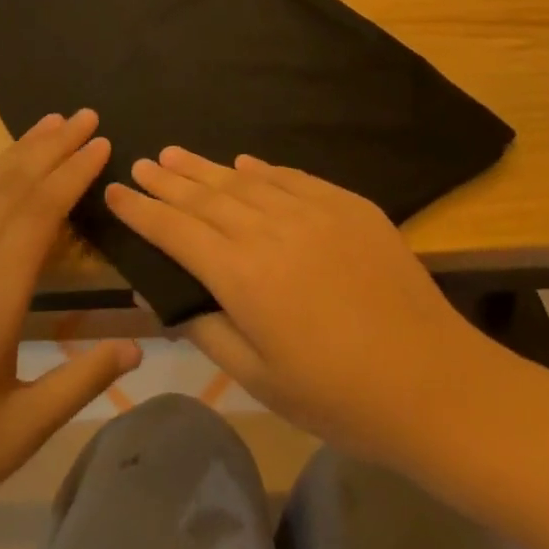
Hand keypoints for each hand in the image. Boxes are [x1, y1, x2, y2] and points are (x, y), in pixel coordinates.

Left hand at [0, 111, 141, 548]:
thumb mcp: (24, 430)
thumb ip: (83, 380)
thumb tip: (137, 345)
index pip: (42, 212)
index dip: (74, 172)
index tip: (103, 142)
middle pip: (12, 187)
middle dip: (52, 147)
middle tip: (86, 116)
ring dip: (13, 153)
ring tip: (45, 125)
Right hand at [106, 149, 489, 469]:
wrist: (432, 381)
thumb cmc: (337, 395)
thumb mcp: (258, 378)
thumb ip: (205, 327)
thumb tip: (159, 293)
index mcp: (240, 274)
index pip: (175, 231)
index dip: (141, 210)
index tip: (116, 191)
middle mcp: (268, 229)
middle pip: (204, 196)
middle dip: (167, 179)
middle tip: (142, 162)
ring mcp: (310, 210)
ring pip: (244, 179)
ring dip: (205, 167)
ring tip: (175, 153)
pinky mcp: (346, 204)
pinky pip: (290, 177)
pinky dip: (262, 169)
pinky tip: (244, 164)